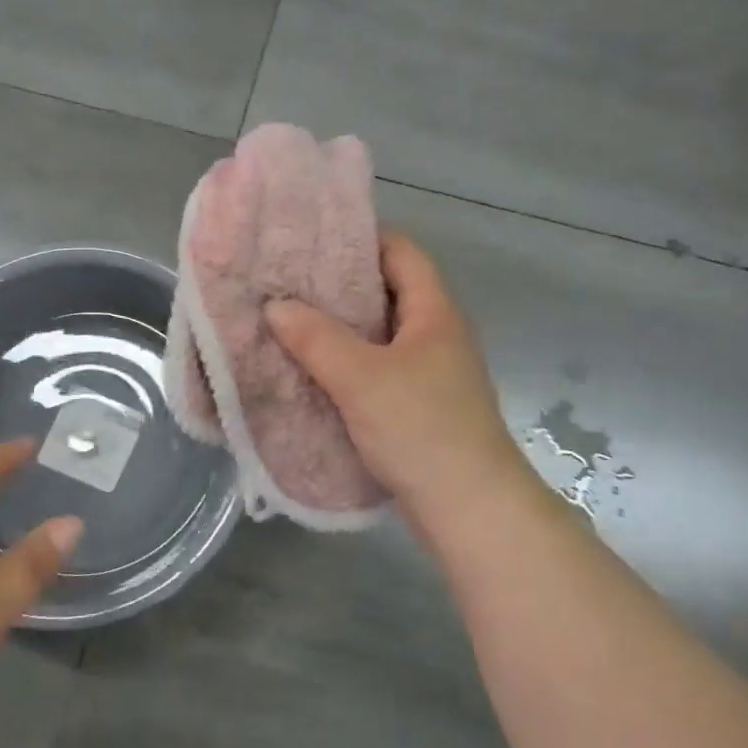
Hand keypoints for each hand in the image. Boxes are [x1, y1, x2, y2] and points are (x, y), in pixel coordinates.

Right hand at [266, 232, 533, 533]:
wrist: (471, 509)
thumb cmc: (421, 428)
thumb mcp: (361, 378)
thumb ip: (316, 338)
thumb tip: (276, 306)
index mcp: (434, 312)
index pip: (402, 251)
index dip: (362, 238)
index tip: (313, 241)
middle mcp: (437, 334)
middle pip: (389, 291)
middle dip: (341, 285)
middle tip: (290, 281)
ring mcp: (432, 372)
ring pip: (381, 334)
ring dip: (342, 328)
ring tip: (292, 321)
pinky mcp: (422, 405)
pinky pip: (380, 369)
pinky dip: (350, 363)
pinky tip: (314, 371)